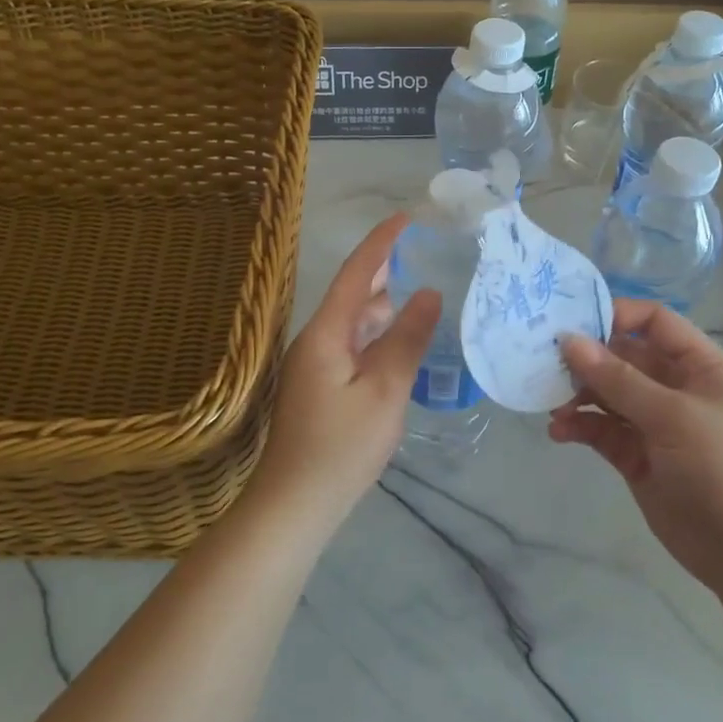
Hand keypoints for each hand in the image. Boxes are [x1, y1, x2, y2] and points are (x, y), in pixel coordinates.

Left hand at [243, 213, 439, 535]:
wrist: (294, 504)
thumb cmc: (341, 447)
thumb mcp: (385, 392)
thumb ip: (407, 340)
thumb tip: (428, 293)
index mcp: (326, 334)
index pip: (356, 274)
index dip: (381, 243)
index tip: (406, 217)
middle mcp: (314, 341)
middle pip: (351, 295)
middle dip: (383, 271)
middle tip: (420, 253)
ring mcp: (312, 366)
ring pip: (351, 323)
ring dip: (381, 306)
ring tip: (417, 293)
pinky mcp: (317, 388)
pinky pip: (350, 347)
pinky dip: (374, 336)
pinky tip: (396, 344)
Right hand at [549, 300, 722, 595]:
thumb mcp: (675, 417)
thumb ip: (619, 379)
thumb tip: (569, 340)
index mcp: (698, 366)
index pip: (653, 322)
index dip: (615, 315)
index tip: (571, 323)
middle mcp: (674, 388)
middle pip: (622, 357)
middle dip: (586, 359)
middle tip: (544, 365)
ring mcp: (654, 424)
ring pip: (606, 395)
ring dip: (577, 395)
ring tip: (550, 405)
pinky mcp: (637, 458)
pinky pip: (602, 431)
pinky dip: (580, 428)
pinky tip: (558, 432)